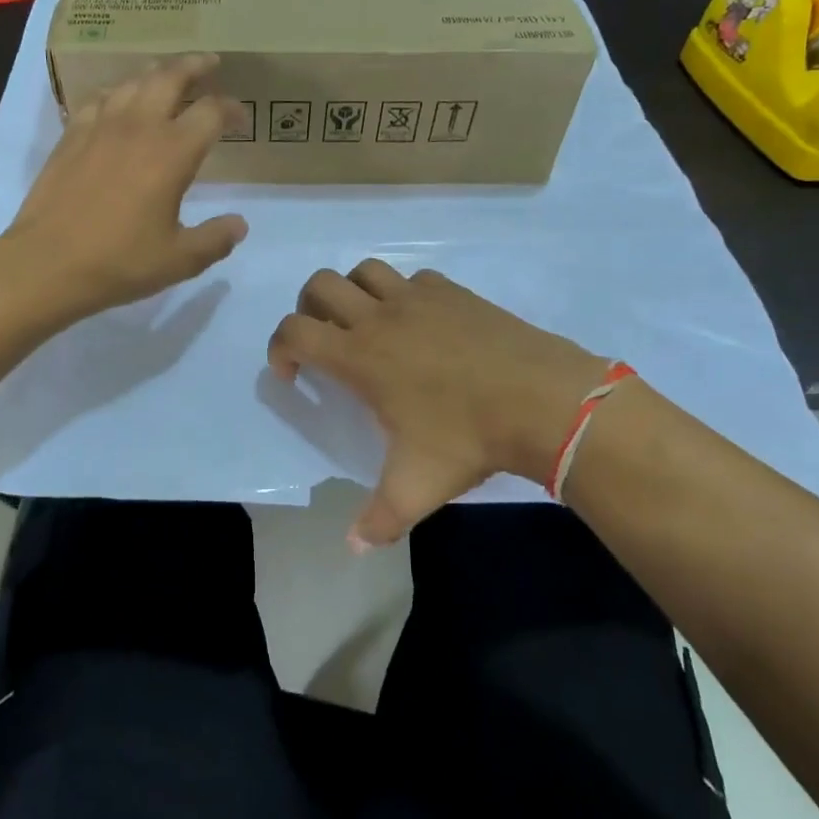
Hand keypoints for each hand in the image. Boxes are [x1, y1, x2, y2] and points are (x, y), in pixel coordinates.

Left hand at [6, 55, 247, 321]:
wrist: (47, 264)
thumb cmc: (119, 262)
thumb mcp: (179, 260)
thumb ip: (216, 239)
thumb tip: (240, 224)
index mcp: (172, 153)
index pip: (211, 112)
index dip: (231, 108)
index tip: (240, 117)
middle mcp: (139, 128)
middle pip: (170, 77)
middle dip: (194, 66)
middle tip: (208, 64)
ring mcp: (100, 127)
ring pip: (133, 82)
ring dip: (156, 74)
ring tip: (167, 77)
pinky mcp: (71, 135)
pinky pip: (99, 99)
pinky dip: (118, 92)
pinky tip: (119, 102)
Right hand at [268, 261, 608, 547]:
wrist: (540, 399)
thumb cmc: (467, 437)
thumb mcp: (417, 487)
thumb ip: (379, 519)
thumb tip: (353, 548)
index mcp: (360, 356)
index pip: (295, 331)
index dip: (279, 347)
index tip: (290, 374)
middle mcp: (380, 317)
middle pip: (320, 285)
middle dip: (308, 308)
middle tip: (323, 340)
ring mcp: (418, 298)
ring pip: (366, 270)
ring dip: (354, 292)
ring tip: (367, 324)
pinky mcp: (453, 291)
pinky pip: (414, 279)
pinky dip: (404, 294)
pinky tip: (422, 324)